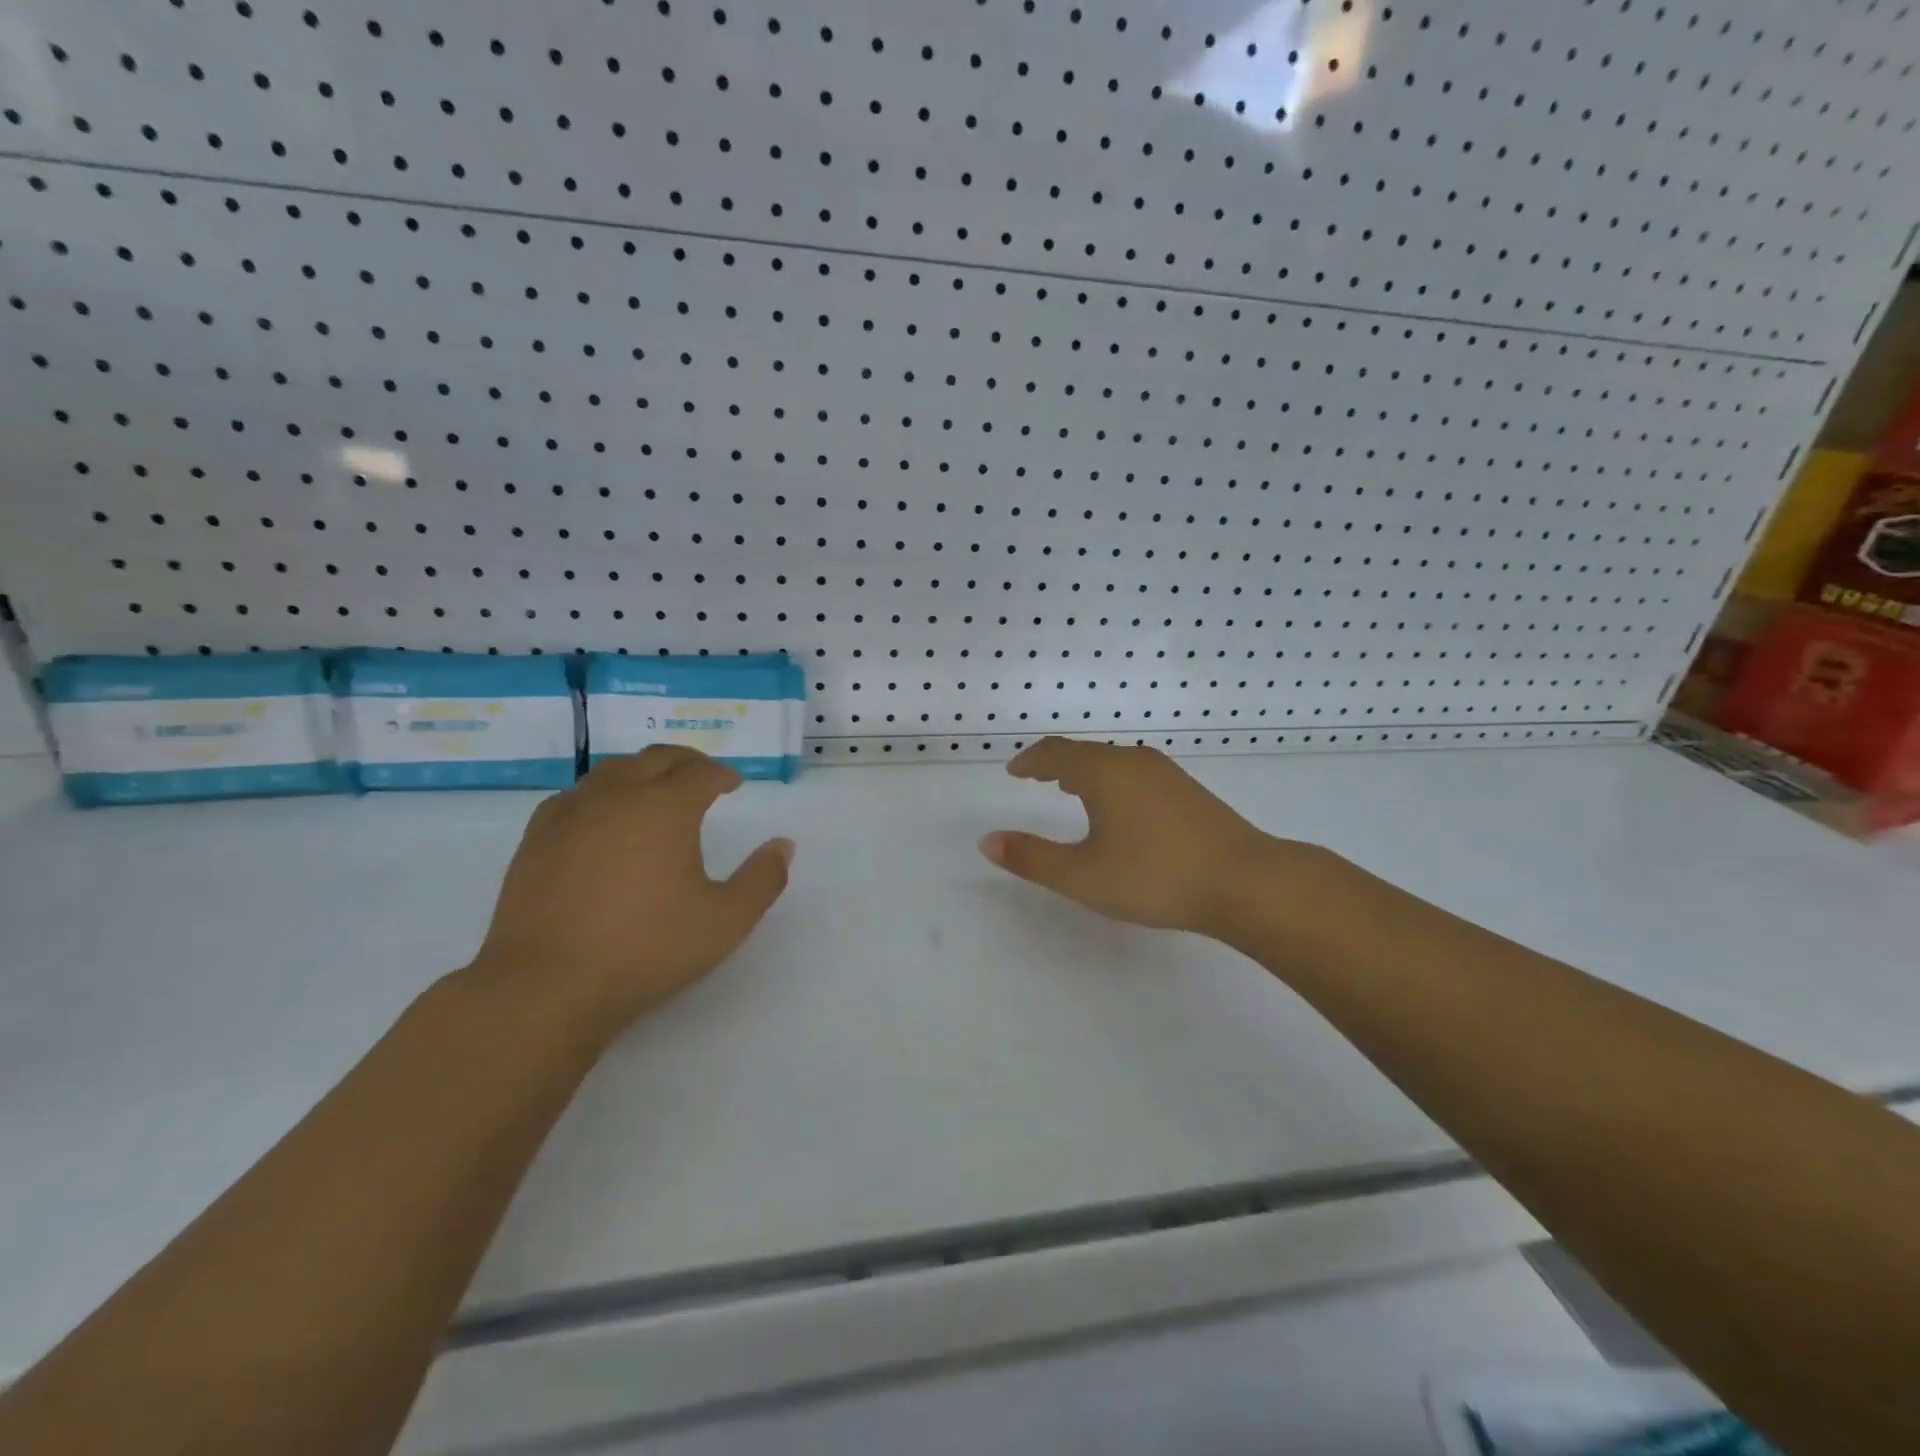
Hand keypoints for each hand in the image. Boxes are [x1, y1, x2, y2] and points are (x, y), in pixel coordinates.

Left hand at [469, 746, 792, 1032]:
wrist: (547, 986)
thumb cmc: (647, 949)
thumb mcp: (726, 920)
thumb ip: (762, 879)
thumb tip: (783, 845)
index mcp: (666, 807)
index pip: (701, 772)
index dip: (722, 774)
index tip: (733, 784)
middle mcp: (617, 796)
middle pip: (656, 759)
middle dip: (686, 762)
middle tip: (702, 777)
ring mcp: (570, 814)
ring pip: (612, 771)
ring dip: (642, 773)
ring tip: (656, 793)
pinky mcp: (537, 839)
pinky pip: (576, 796)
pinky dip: (601, 794)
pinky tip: (603, 819)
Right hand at [980, 738, 1302, 936]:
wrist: (1245, 881)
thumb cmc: (1155, 876)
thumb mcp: (1083, 875)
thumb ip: (1032, 858)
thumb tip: (987, 841)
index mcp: (1103, 772)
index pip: (1055, 752)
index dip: (1030, 760)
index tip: (1014, 771)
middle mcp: (1132, 761)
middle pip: (1084, 752)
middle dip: (1056, 763)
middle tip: (1036, 777)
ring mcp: (1165, 773)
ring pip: (1113, 762)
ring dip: (1085, 771)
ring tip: (1070, 788)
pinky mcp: (1188, 790)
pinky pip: (1135, 773)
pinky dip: (1112, 781)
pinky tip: (1120, 808)